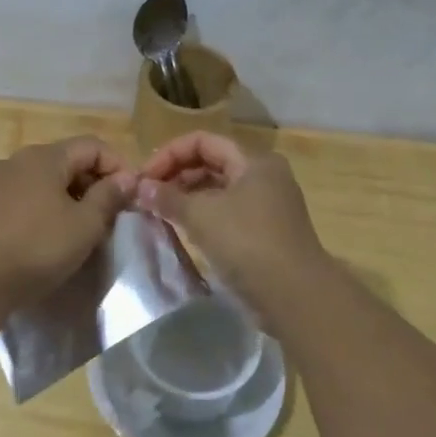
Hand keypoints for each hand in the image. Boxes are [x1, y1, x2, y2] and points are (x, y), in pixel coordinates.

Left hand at [0, 137, 135, 304]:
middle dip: (91, 182)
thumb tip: (126, 177)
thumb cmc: (39, 247)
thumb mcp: (86, 225)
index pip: (93, 146)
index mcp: (46, 157)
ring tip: (74, 225)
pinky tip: (36, 229)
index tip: (131, 196)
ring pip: (39, 180)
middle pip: (65, 161)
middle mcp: (17, 160)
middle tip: (108, 214)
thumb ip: (109, 196)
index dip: (118, 166)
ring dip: (62, 196)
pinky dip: (33, 208)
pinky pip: (16, 199)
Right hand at [135, 132, 325, 302]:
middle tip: (147, 197)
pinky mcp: (265, 231)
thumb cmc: (247, 244)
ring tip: (160, 213)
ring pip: (218, 189)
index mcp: (253, 161)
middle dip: (176, 175)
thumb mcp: (201, 216)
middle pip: (211, 162)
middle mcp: (264, 176)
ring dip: (187, 197)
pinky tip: (183, 230)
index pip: (203, 141)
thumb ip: (168, 198)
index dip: (169, 154)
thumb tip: (141, 187)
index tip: (144, 179)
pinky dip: (203, 216)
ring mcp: (267, 204)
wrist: (294, 296)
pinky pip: (227, 212)